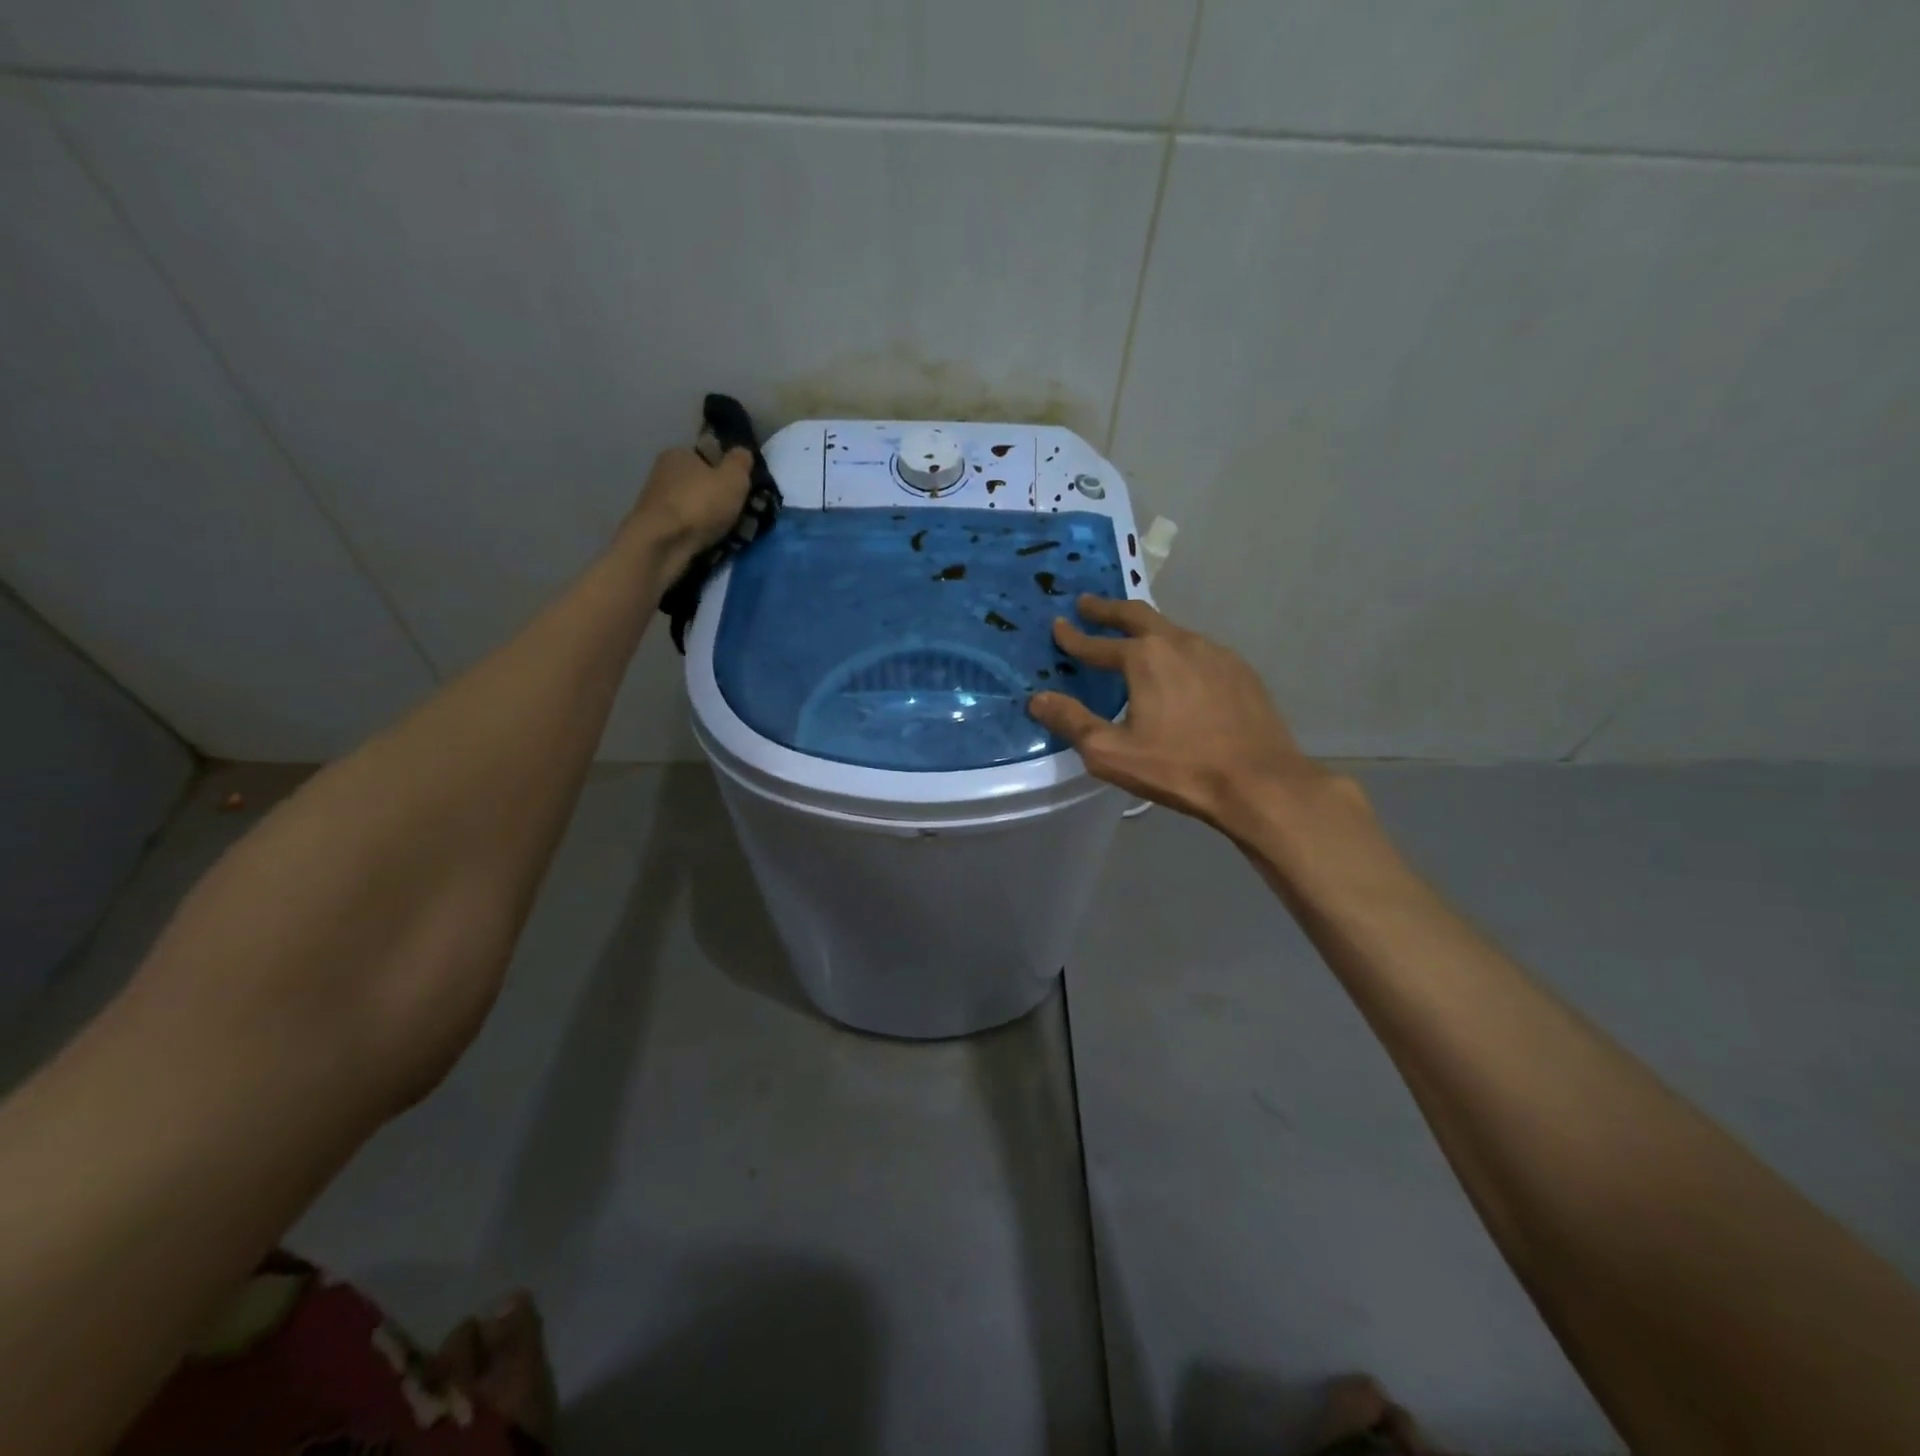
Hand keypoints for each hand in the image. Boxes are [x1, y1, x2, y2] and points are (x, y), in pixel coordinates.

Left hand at [626, 445, 753, 569]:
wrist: (662, 544)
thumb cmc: (700, 504)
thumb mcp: (733, 478)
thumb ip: (741, 463)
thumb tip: (742, 452)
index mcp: (678, 453)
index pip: (706, 457)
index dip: (725, 471)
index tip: (740, 490)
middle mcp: (662, 472)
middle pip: (699, 483)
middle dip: (716, 498)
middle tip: (738, 515)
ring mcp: (655, 501)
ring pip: (692, 507)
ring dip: (707, 518)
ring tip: (726, 534)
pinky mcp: (654, 527)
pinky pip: (684, 527)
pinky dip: (697, 534)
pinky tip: (709, 543)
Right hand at [1028, 595, 1333, 830]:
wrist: (1259, 781)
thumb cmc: (1179, 767)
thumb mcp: (1111, 752)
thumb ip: (1071, 721)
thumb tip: (1037, 699)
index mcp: (1144, 658)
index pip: (1097, 644)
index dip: (1073, 637)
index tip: (1058, 626)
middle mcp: (1179, 642)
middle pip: (1137, 615)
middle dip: (1108, 608)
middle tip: (1087, 604)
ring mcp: (1215, 652)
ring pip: (1171, 629)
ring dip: (1145, 627)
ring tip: (1131, 636)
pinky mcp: (1239, 670)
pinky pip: (1198, 649)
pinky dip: (1176, 649)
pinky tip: (1178, 668)